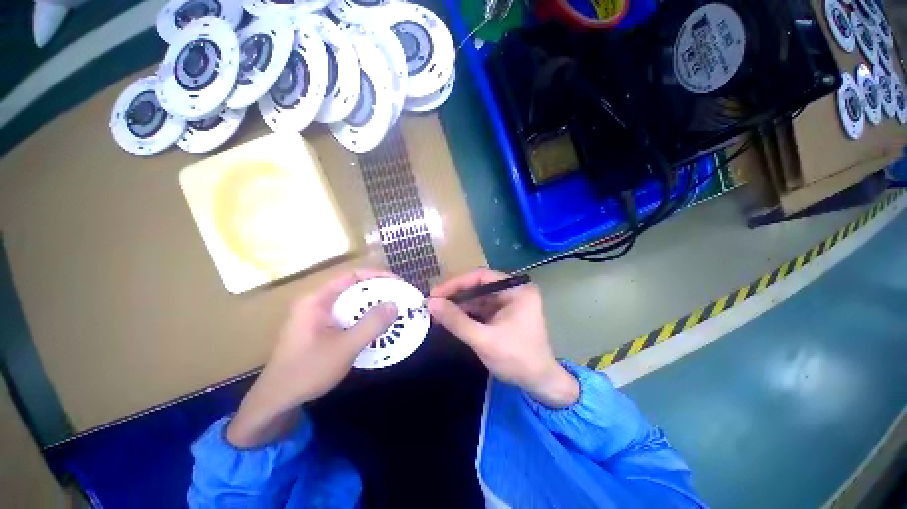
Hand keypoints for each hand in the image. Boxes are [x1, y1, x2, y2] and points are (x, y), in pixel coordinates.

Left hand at [226, 271, 397, 447]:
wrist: (275, 401)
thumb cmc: (307, 371)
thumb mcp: (344, 347)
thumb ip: (371, 325)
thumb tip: (394, 304)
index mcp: (318, 300)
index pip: (352, 276)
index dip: (377, 276)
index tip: (398, 284)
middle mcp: (317, 303)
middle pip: (353, 288)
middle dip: (378, 292)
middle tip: (399, 299)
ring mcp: (317, 317)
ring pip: (351, 304)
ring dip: (372, 306)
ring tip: (392, 312)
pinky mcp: (320, 330)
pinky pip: (347, 317)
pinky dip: (363, 319)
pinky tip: (375, 329)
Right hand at [427, 269, 578, 407]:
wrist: (540, 384)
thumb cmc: (517, 359)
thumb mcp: (484, 340)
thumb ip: (457, 321)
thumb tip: (430, 303)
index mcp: (516, 290)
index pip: (481, 278)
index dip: (456, 284)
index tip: (435, 293)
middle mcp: (513, 291)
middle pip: (478, 287)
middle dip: (455, 295)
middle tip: (432, 303)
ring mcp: (508, 303)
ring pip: (477, 298)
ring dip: (458, 305)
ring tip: (436, 312)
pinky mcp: (503, 315)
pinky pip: (481, 309)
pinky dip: (465, 314)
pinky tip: (450, 319)